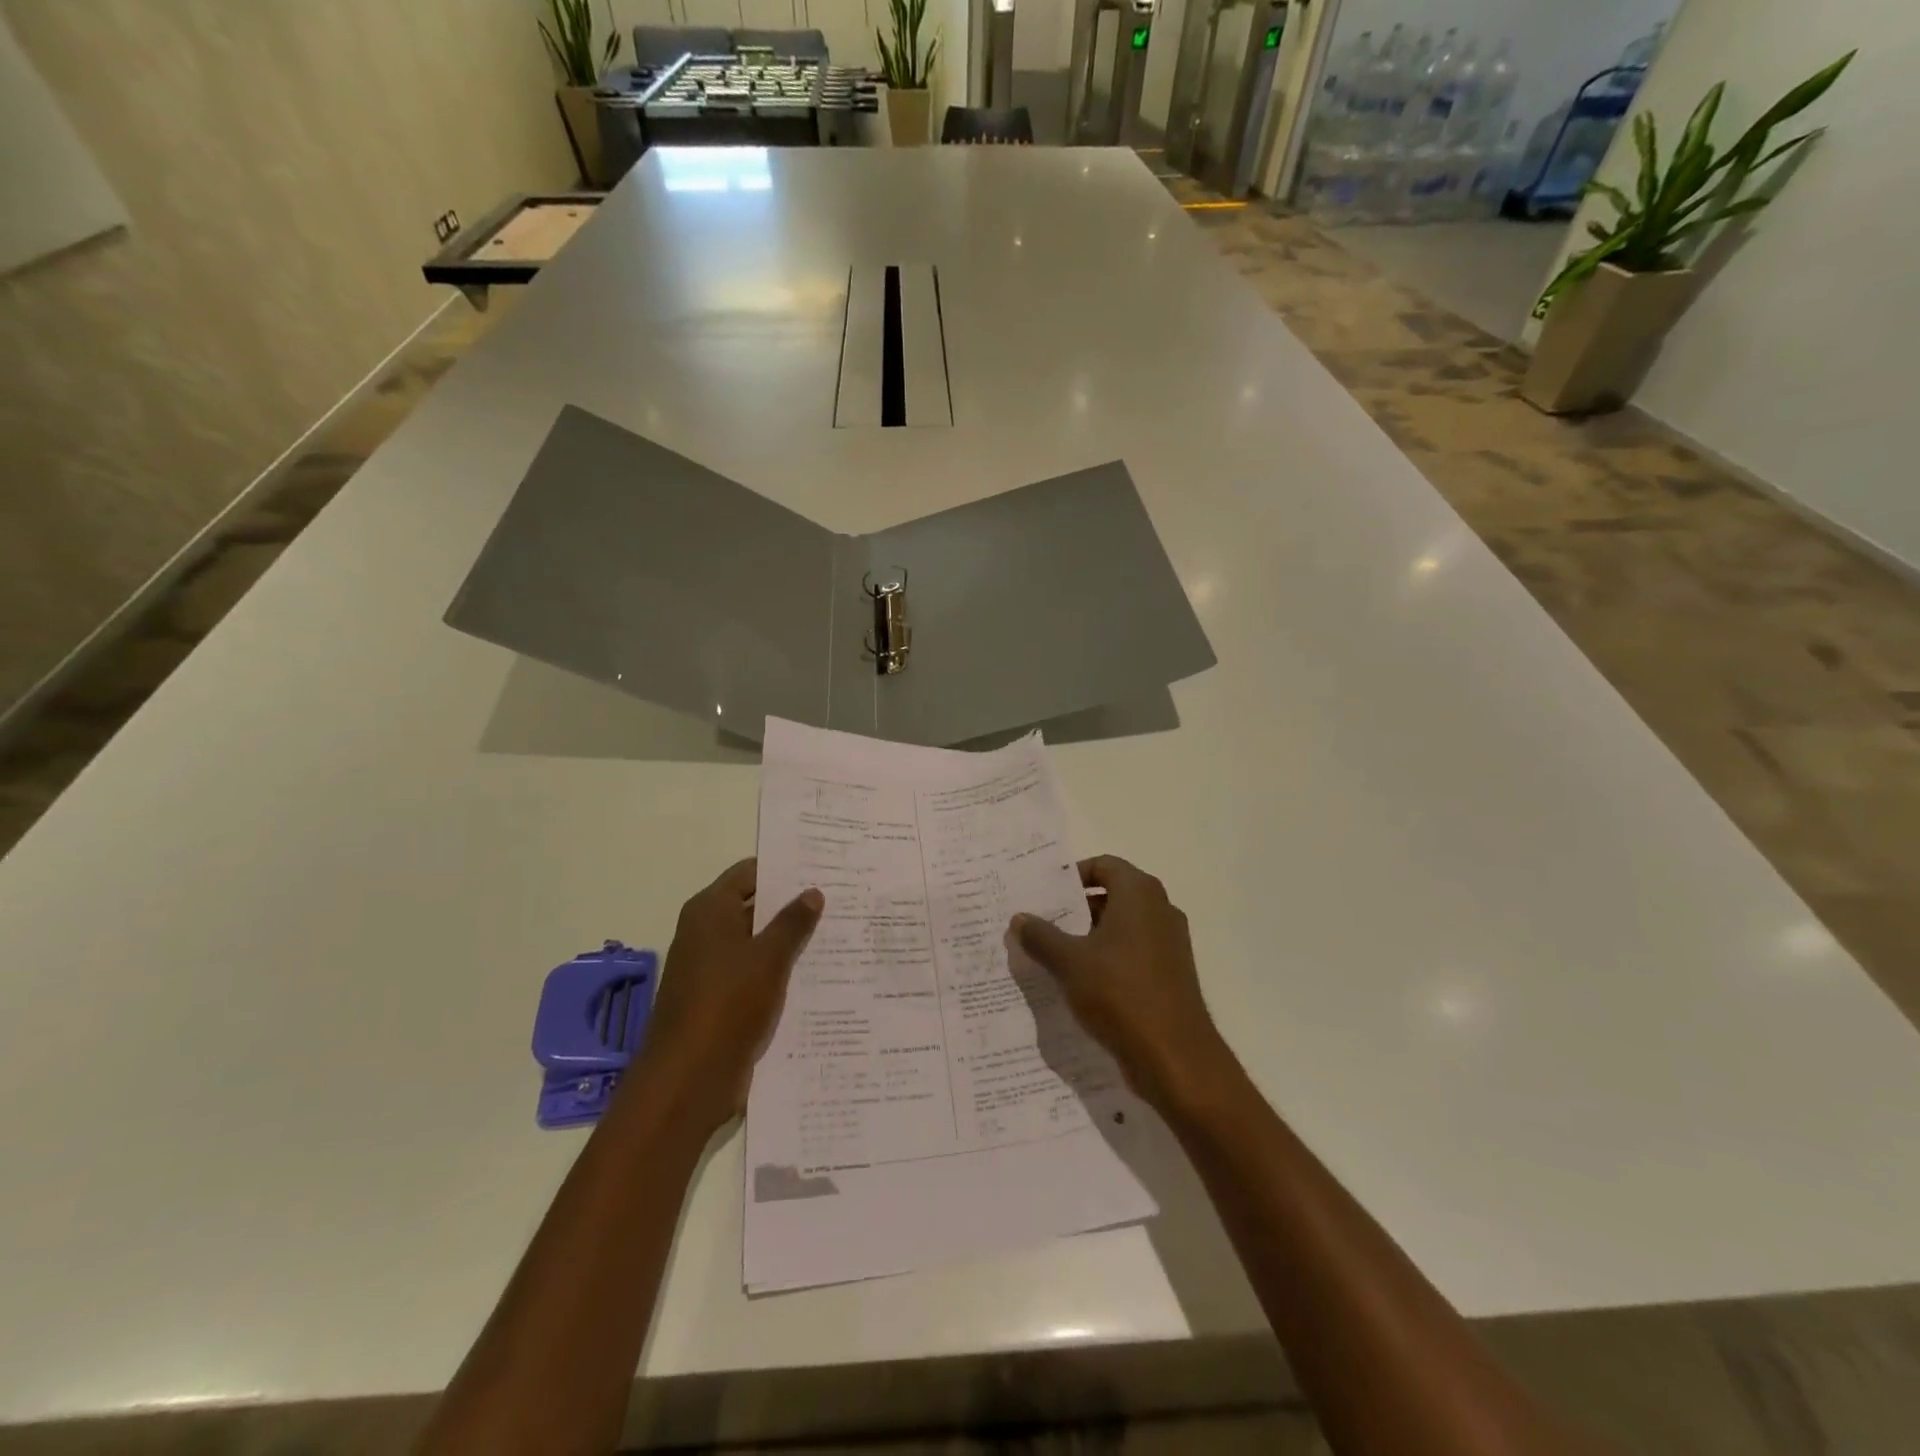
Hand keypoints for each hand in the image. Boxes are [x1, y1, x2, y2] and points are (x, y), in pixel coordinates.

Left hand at [634, 859, 821, 1133]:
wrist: (688, 1079)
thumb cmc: (726, 1004)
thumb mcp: (768, 958)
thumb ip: (793, 922)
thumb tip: (813, 891)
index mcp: (710, 911)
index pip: (750, 873)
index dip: (784, 868)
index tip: (823, 867)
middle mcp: (707, 933)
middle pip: (754, 907)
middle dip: (793, 904)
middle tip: (842, 897)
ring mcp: (713, 968)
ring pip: (759, 943)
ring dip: (791, 940)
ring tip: (841, 932)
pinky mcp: (722, 1000)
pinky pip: (757, 974)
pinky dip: (782, 970)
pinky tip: (820, 972)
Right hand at [1012, 856, 1227, 1112]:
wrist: (1176, 1057)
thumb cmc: (1121, 994)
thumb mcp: (1069, 963)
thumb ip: (1041, 936)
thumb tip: (1019, 918)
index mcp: (1140, 894)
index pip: (1103, 865)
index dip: (1072, 875)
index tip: (1044, 893)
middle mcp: (1160, 910)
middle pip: (1112, 894)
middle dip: (1076, 908)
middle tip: (1041, 922)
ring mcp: (1169, 943)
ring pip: (1121, 926)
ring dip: (1089, 935)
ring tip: (1052, 953)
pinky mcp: (1171, 973)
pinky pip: (1133, 952)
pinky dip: (1107, 958)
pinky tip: (1079, 982)